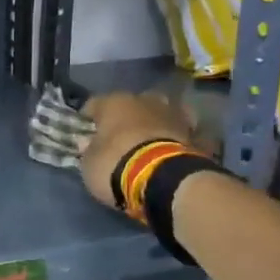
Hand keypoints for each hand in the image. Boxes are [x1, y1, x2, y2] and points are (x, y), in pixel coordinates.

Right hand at [78, 91, 201, 209]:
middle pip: (131, 104)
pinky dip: (177, 136)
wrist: (165, 179)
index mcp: (114, 102)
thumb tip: (88, 142)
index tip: (84, 133)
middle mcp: (145, 100)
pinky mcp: (195, 131)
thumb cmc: (117, 165)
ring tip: (149, 142)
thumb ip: (88, 150)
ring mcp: (173, 113)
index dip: (87, 119)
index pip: (94, 104)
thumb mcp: (89, 163)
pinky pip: (182, 130)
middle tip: (120, 138)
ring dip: (154, 123)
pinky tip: (173, 148)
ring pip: (160, 112)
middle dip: (126, 118)